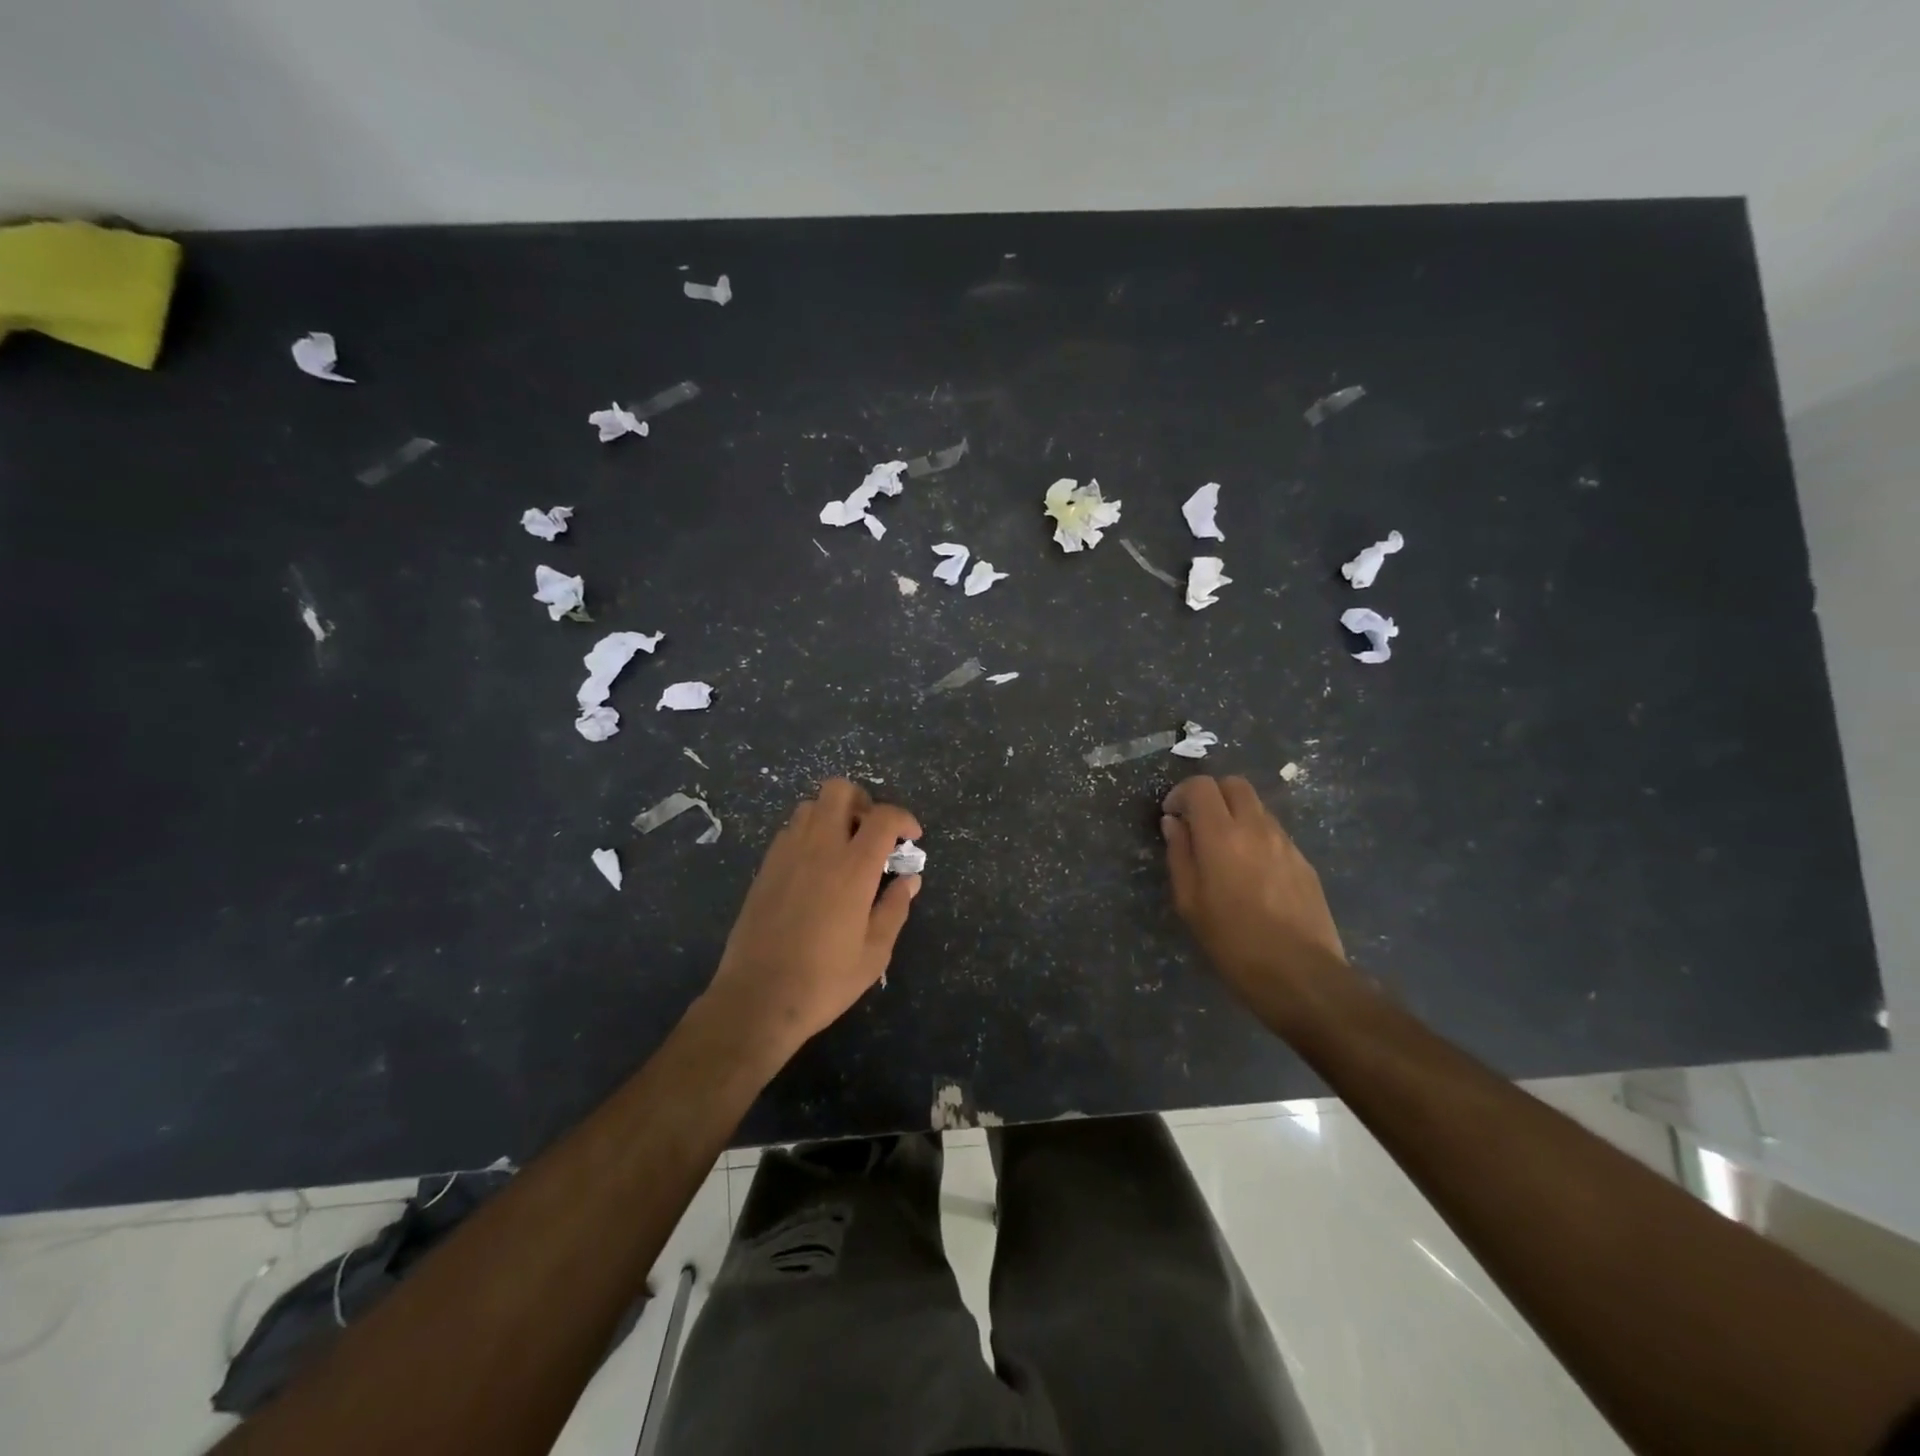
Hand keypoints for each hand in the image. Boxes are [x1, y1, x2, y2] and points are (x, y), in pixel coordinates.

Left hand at [702, 778, 921, 1062]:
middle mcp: (818, 848)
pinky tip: (816, 867)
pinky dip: (809, 833)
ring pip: (811, 806)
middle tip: (873, 833)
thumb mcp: (874, 952)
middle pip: (839, 790)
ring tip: (845, 848)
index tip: (912, 837)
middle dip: (863, 801)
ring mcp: (786, 854)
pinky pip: (790, 830)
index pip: (882, 817)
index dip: (903, 818)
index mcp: (852, 868)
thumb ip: (895, 908)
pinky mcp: (765, 868)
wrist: (757, 999)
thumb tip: (909, 880)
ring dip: (833, 815)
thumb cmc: (824, 980)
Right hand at [1161, 775, 1350, 1021]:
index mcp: (1222, 835)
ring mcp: (1286, 843)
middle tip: (1197, 824)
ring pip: (1257, 807)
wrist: (1301, 975)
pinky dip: (1256, 837)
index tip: (1172, 816)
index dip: (1181, 793)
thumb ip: (1179, 855)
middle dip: (1211, 795)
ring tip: (1224, 851)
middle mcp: (1256, 828)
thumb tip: (1174, 823)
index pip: (1201, 786)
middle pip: (1234, 784)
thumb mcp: (1189, 903)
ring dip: (1235, 815)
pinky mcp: (1304, 861)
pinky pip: (1275, 833)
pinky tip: (1251, 873)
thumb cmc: (1233, 942)